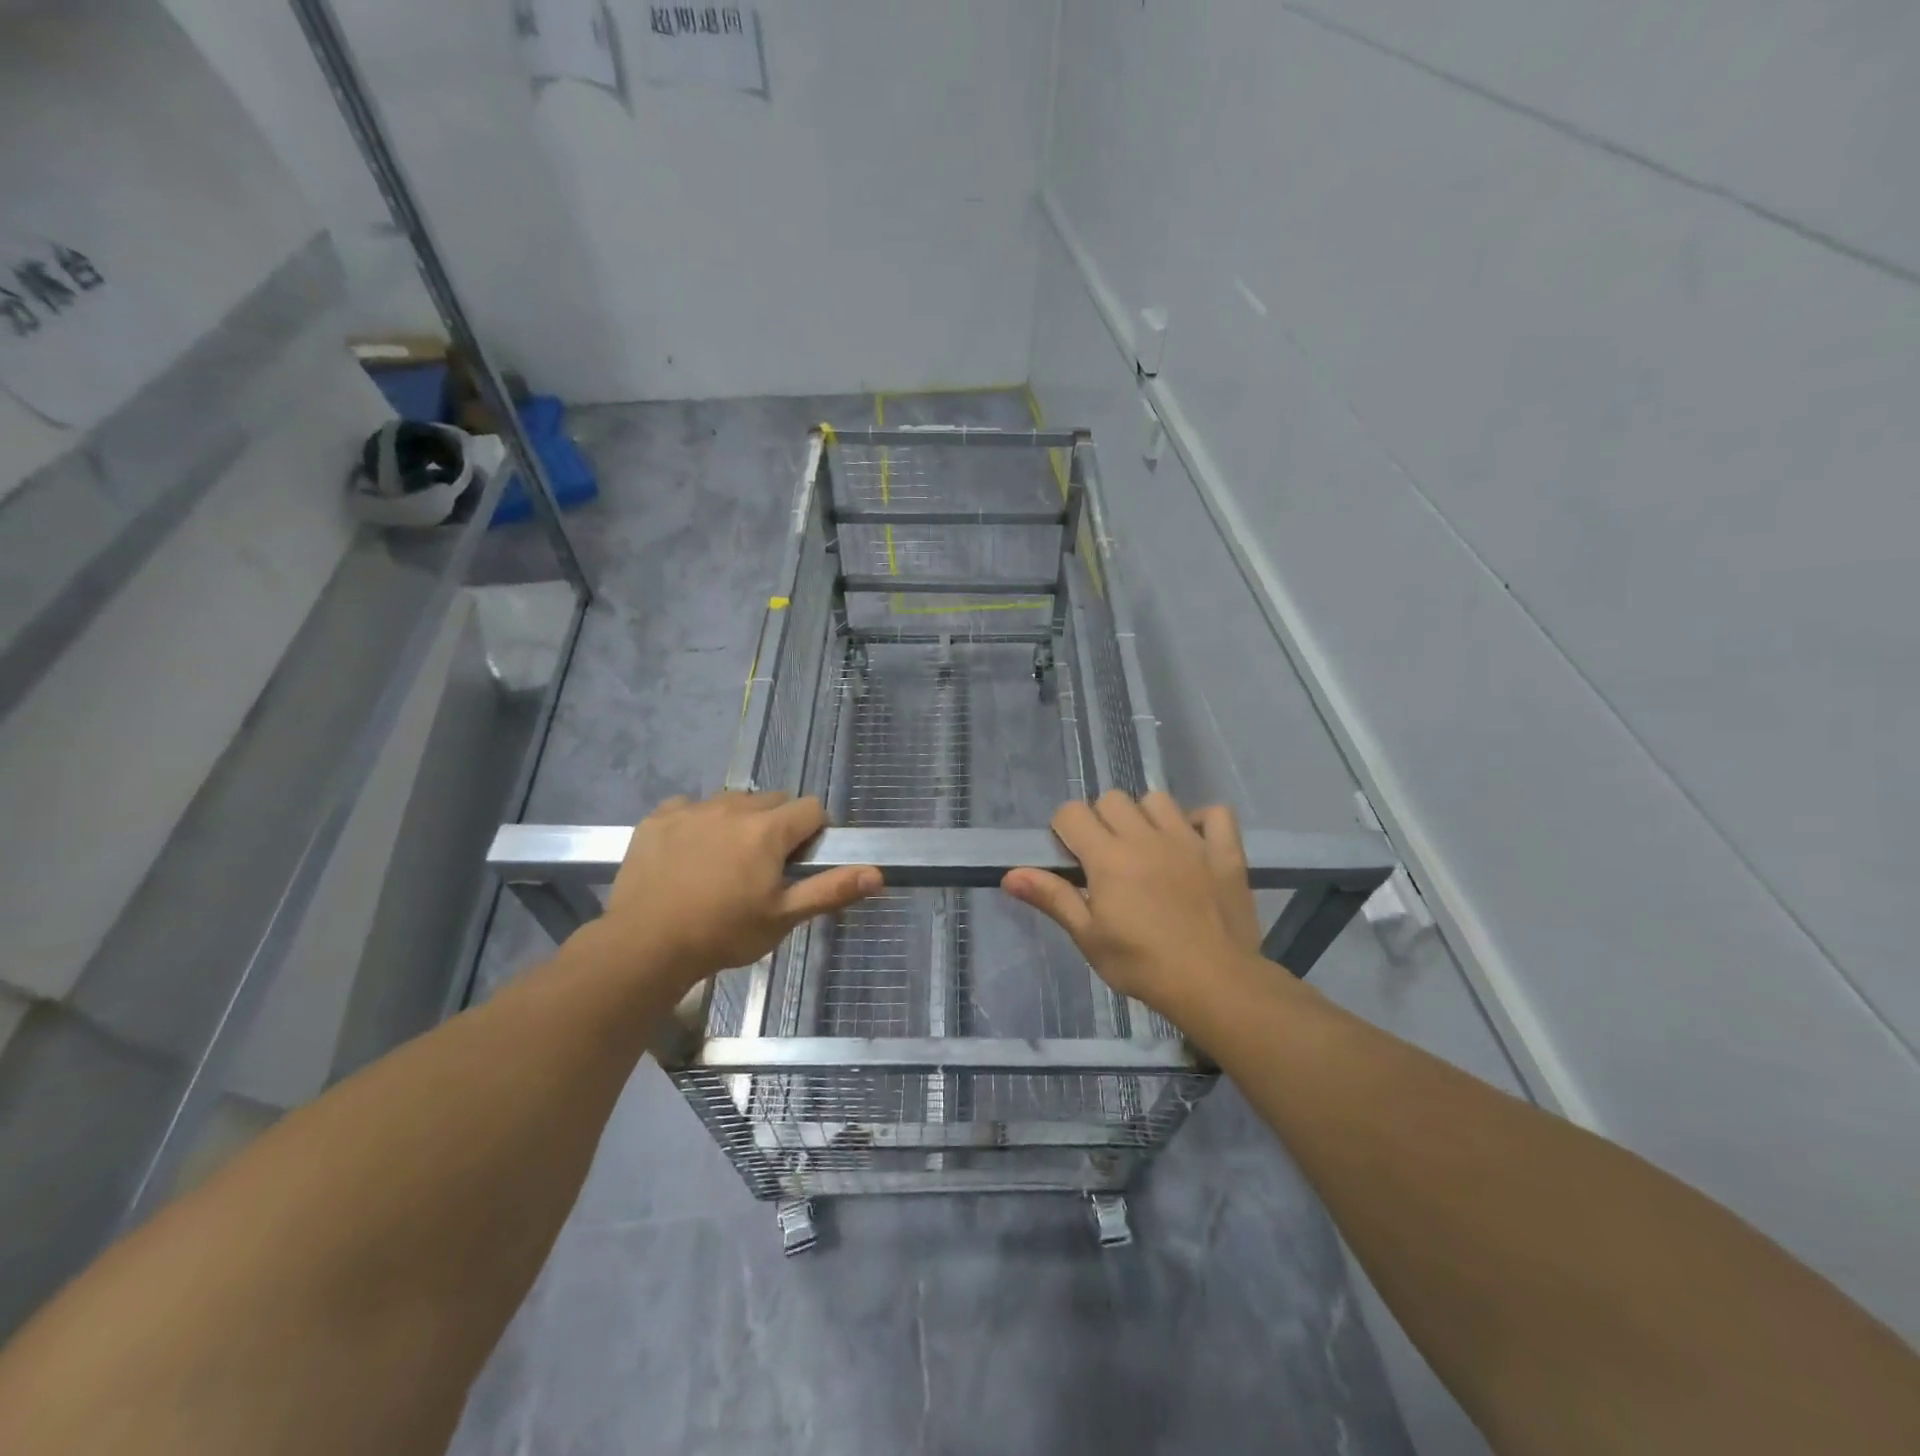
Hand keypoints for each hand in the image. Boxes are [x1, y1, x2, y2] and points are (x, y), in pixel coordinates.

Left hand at [596, 791, 880, 996]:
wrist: (644, 946)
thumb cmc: (723, 933)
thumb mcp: (783, 918)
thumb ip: (830, 890)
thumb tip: (877, 873)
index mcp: (768, 829)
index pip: (811, 808)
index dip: (814, 832)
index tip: (801, 861)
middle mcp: (733, 807)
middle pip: (772, 800)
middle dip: (777, 826)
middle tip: (764, 867)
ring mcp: (693, 809)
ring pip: (732, 801)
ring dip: (739, 821)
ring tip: (725, 861)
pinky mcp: (658, 818)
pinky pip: (689, 806)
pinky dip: (697, 822)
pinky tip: (688, 854)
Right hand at [1002, 791, 1266, 1022]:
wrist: (1215, 983)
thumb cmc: (1142, 964)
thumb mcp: (1088, 937)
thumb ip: (1052, 898)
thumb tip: (1010, 875)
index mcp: (1108, 856)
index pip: (1072, 813)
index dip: (1064, 829)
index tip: (1071, 858)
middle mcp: (1145, 837)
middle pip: (1112, 799)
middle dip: (1101, 820)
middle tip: (1106, 857)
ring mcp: (1189, 840)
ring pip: (1158, 799)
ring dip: (1146, 816)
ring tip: (1147, 848)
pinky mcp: (1223, 852)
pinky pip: (1216, 814)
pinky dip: (1202, 821)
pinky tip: (1194, 842)